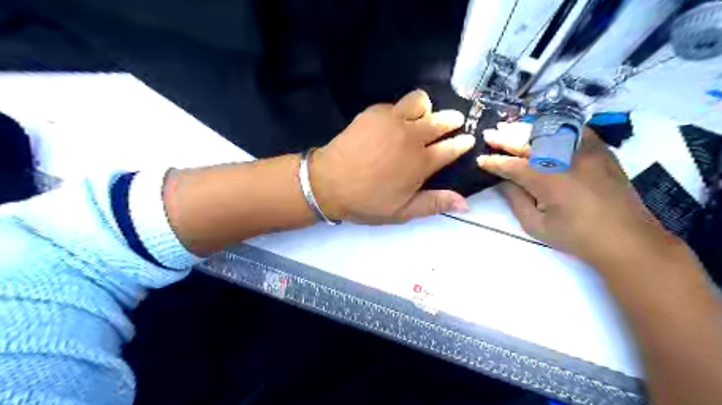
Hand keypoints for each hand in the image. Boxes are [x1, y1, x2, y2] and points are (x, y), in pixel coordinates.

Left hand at [309, 88, 474, 226]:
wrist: (328, 183)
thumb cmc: (366, 201)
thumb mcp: (402, 211)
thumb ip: (434, 204)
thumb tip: (466, 203)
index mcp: (421, 162)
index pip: (452, 148)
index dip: (463, 143)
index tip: (468, 139)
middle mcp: (412, 136)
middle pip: (442, 120)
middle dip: (452, 120)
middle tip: (453, 123)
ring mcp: (392, 120)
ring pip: (420, 101)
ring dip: (426, 109)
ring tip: (420, 119)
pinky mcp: (374, 112)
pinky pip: (395, 104)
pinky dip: (400, 110)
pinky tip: (392, 123)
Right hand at [477, 123, 683, 268]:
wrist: (627, 239)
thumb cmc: (576, 237)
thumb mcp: (536, 226)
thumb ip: (516, 200)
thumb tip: (505, 181)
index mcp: (548, 180)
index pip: (513, 165)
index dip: (494, 162)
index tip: (481, 160)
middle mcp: (566, 160)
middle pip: (529, 143)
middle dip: (506, 138)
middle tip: (490, 134)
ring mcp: (587, 152)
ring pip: (551, 132)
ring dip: (527, 129)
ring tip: (511, 127)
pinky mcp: (602, 151)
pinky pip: (576, 130)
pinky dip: (557, 127)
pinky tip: (545, 128)